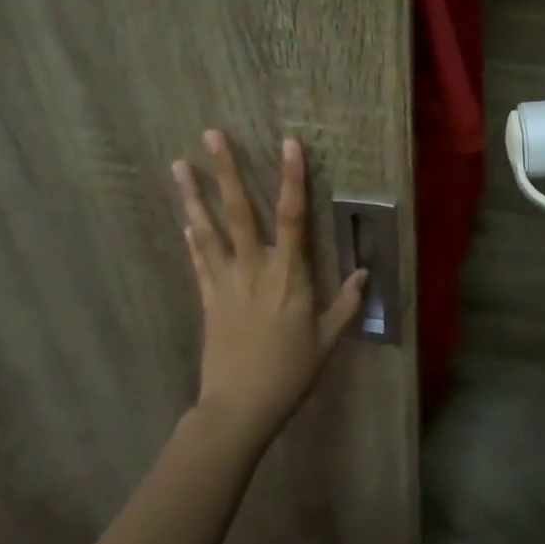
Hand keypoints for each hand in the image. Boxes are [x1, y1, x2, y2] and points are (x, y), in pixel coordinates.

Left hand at [173, 131, 366, 445]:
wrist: (239, 408)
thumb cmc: (290, 373)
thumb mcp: (327, 341)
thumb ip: (347, 304)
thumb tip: (364, 271)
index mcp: (289, 275)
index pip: (293, 216)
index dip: (292, 179)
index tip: (288, 144)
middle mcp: (255, 268)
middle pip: (240, 211)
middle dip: (226, 171)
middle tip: (210, 135)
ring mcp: (226, 281)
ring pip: (208, 229)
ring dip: (193, 196)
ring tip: (179, 165)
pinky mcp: (208, 298)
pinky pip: (200, 261)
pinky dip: (193, 238)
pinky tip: (184, 219)